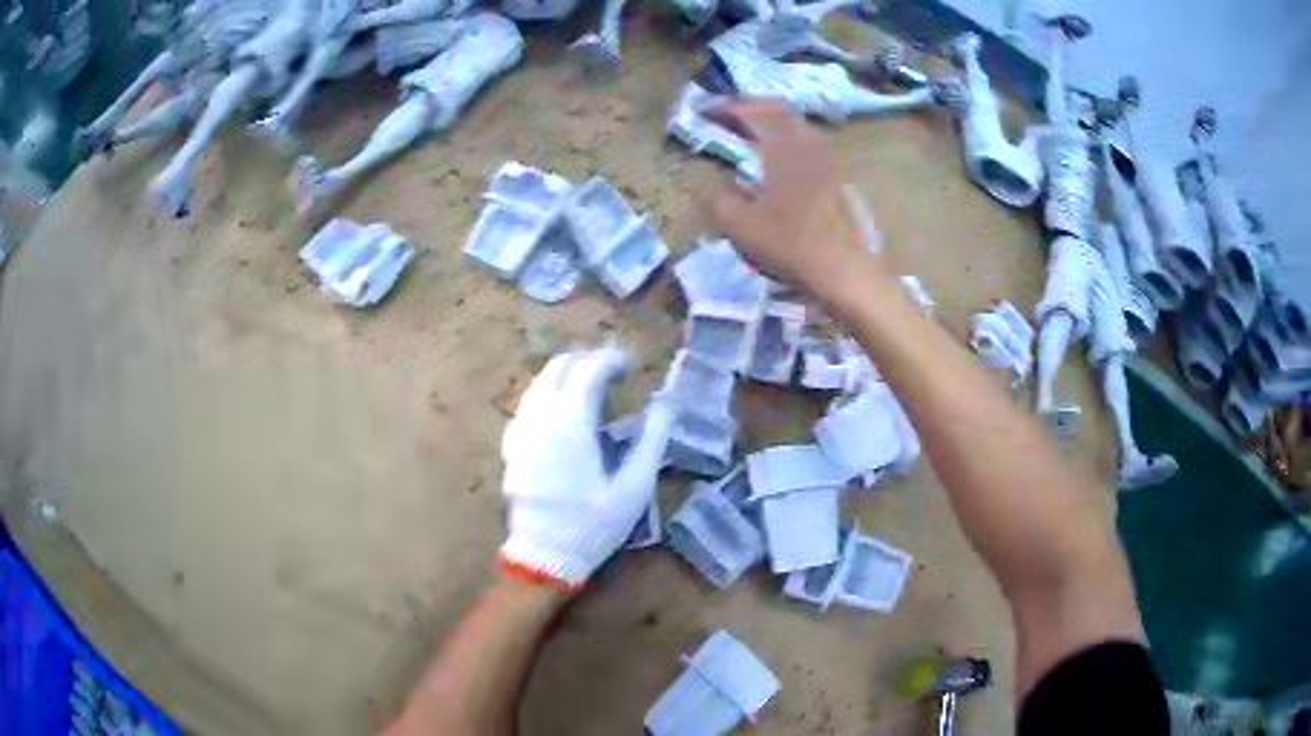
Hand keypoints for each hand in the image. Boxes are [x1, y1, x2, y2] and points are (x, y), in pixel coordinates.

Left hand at [499, 347, 675, 590]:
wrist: (544, 556)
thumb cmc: (593, 524)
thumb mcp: (634, 487)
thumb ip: (652, 440)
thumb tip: (666, 404)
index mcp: (571, 424)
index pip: (588, 370)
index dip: (611, 360)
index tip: (631, 366)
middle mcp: (540, 418)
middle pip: (558, 368)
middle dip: (586, 361)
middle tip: (613, 372)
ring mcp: (521, 431)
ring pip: (539, 383)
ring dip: (566, 376)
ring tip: (592, 388)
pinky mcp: (512, 447)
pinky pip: (529, 405)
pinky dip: (549, 395)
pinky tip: (564, 414)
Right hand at [696, 102, 887, 295]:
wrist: (846, 272)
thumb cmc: (792, 245)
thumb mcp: (741, 227)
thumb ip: (717, 202)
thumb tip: (701, 188)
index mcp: (784, 150)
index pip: (754, 114)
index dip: (728, 108)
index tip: (707, 110)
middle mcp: (809, 148)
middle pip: (783, 114)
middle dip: (756, 111)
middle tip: (733, 117)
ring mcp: (830, 165)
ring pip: (802, 132)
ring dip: (777, 128)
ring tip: (757, 139)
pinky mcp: (842, 184)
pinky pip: (813, 152)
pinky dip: (794, 148)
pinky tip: (786, 168)